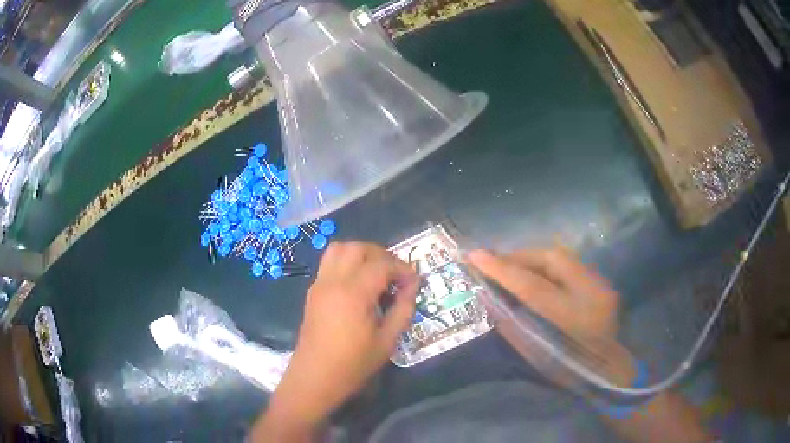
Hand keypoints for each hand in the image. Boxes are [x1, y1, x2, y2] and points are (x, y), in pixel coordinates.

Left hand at [254, 242, 418, 439]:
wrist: (314, 378)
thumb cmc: (352, 365)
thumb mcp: (386, 342)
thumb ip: (402, 310)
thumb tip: (412, 288)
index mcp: (353, 293)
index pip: (382, 264)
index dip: (403, 269)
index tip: (414, 283)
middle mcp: (333, 281)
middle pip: (357, 248)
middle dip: (381, 255)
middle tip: (395, 275)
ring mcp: (319, 284)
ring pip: (338, 249)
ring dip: (361, 254)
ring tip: (377, 275)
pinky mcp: (312, 292)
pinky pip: (329, 264)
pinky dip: (346, 263)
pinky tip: (358, 286)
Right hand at [467, 248, 633, 385]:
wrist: (610, 369)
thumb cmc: (570, 371)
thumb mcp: (537, 356)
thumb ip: (512, 325)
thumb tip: (489, 297)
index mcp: (574, 319)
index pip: (533, 287)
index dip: (503, 270)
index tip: (475, 255)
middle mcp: (591, 293)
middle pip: (551, 259)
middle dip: (518, 256)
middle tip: (492, 260)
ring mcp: (600, 283)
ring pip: (561, 257)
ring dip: (532, 258)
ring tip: (509, 265)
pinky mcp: (601, 281)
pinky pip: (568, 264)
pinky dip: (546, 264)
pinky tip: (533, 271)